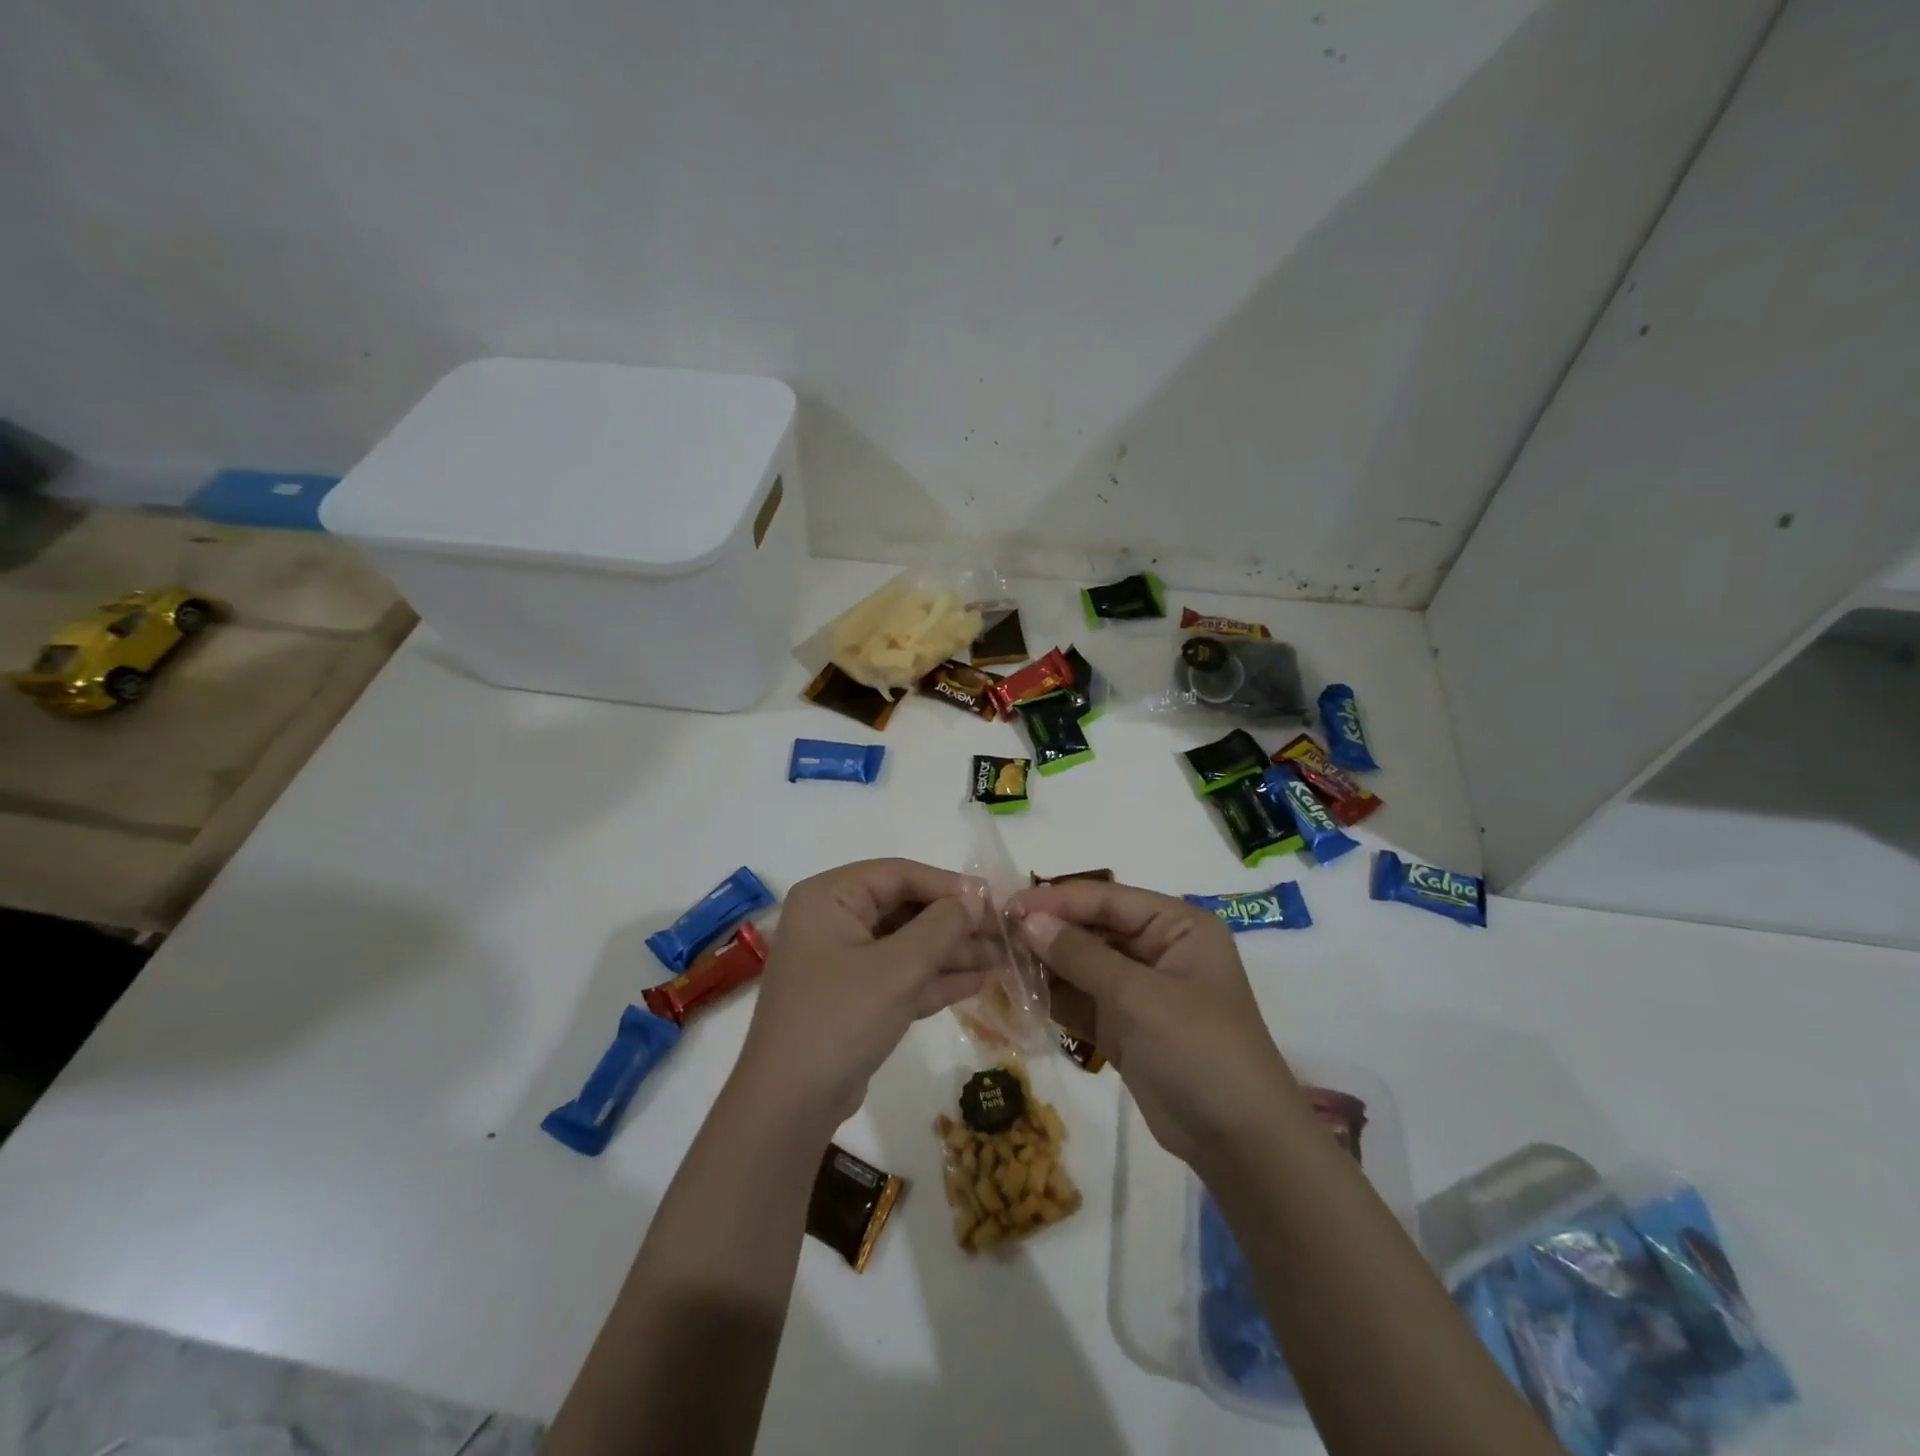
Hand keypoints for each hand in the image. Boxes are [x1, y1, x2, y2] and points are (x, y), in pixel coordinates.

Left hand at [737, 859, 987, 1127]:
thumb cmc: (840, 1018)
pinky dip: (935, 978)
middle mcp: (832, 921)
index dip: (948, 885)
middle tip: (1004, 931)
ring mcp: (842, 962)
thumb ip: (942, 926)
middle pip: (904, 908)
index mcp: (829, 898)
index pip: (897, 874)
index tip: (992, 898)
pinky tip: (978, 980)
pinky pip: (900, 975)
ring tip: (1003, 957)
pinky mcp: (854, 999)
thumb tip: (978, 896)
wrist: (789, 1105)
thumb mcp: (898, 968)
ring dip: (952, 951)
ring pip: (906, 944)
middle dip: (955, 922)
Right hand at [1010, 879, 1297, 1169]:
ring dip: (1045, 964)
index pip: (1108, 899)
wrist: (1238, 1142)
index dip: (1057, 899)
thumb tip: (1027, 920)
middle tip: (996, 933)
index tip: (1009, 906)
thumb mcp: (1139, 996)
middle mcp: (1158, 949)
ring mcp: (1140, 989)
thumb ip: (1081, 956)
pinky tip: (1017, 992)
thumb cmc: (1199, 1049)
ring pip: (1082, 964)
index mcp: (1177, 925)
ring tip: (998, 961)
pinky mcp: (1124, 1025)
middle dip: (1048, 932)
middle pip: (1092, 929)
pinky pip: (1081, 1000)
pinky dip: (1053, 997)